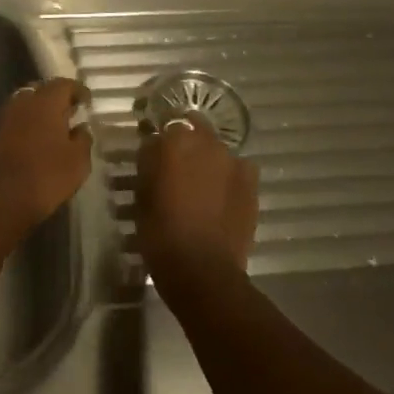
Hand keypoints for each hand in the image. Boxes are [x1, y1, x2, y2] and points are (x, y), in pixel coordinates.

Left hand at [0, 79, 92, 231]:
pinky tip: (32, 146)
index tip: (86, 102)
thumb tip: (81, 128)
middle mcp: (20, 103)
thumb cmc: (44, 176)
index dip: (77, 91)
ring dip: (37, 115)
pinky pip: (11, 125)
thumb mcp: (77, 162)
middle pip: (40, 91)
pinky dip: (23, 129)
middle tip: (68, 114)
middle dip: (55, 100)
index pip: (64, 84)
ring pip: (23, 108)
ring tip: (51, 131)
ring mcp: (1, 119)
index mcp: (45, 101)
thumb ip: (82, 140)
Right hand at [135, 119, 259, 286]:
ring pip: (217, 150)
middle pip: (196, 129)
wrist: (202, 269)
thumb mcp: (142, 194)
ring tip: (200, 182)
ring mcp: (234, 162)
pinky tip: (221, 195)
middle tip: (176, 164)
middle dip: (186, 141)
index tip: (153, 151)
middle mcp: (208, 143)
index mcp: (175, 141)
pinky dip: (228, 176)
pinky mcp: (251, 183)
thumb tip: (154, 148)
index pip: (164, 124)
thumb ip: (149, 163)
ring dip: (208, 159)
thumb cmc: (161, 232)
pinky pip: (238, 169)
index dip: (159, 138)